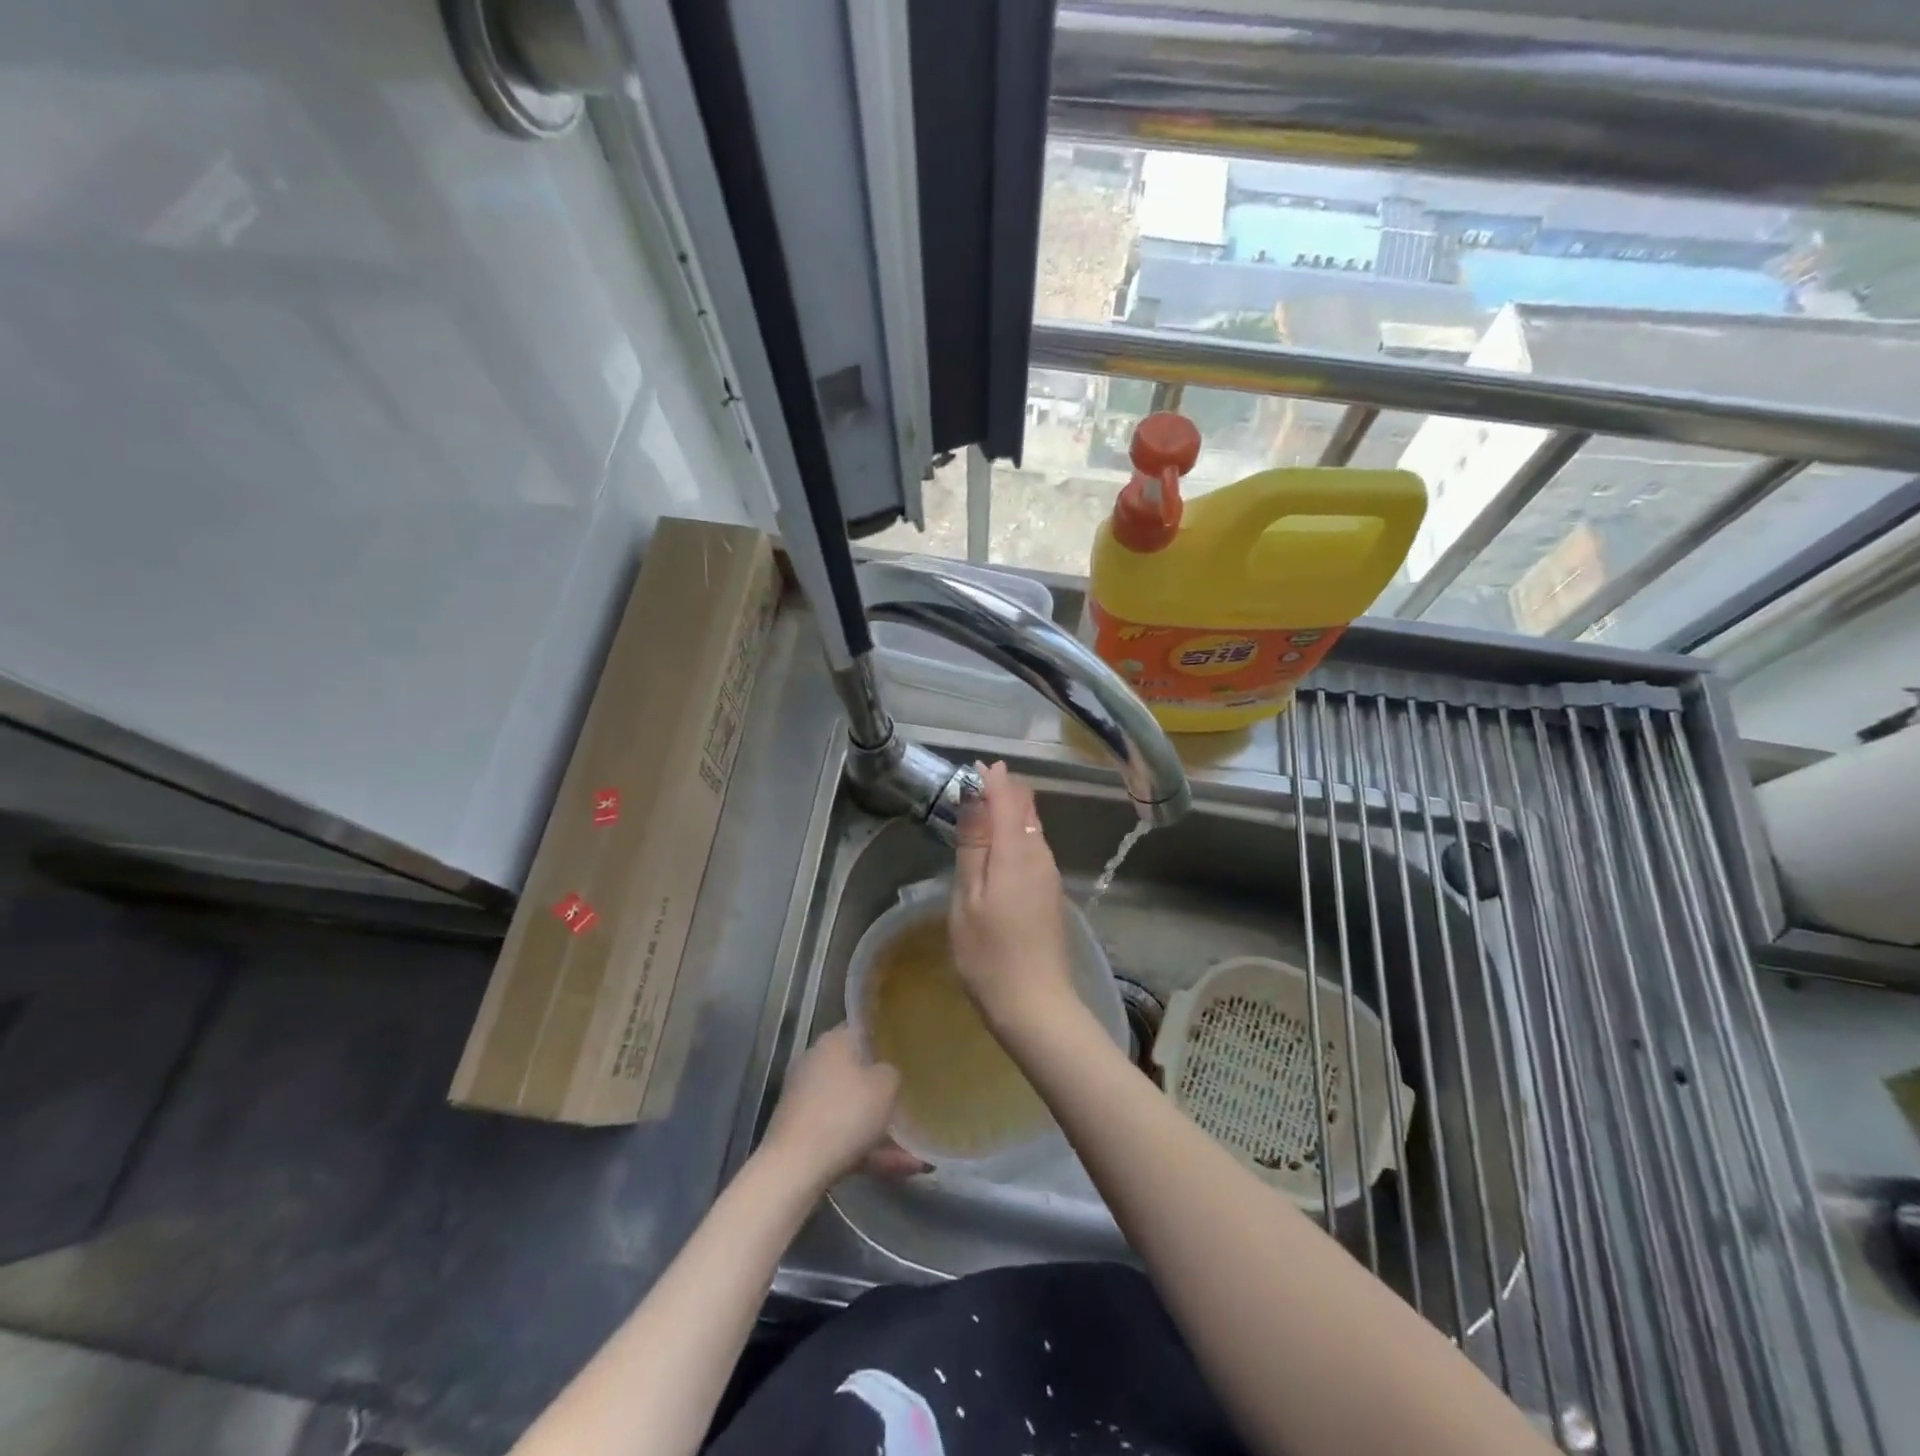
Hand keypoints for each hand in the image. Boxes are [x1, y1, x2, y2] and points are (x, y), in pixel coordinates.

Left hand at [761, 1026, 923, 1191]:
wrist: (794, 1168)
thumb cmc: (845, 1114)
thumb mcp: (886, 1086)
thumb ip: (892, 1073)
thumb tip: (886, 1073)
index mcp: (834, 1041)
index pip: (862, 1028)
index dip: (885, 1037)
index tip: (906, 1051)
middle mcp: (815, 1063)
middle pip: (856, 1070)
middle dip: (883, 1090)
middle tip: (909, 1099)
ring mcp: (805, 1099)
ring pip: (851, 1109)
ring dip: (880, 1128)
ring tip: (914, 1151)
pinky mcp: (801, 1132)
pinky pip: (842, 1135)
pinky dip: (867, 1150)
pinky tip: (899, 1168)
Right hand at [950, 762, 1078, 1030]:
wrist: (1036, 1006)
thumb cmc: (989, 954)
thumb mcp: (968, 898)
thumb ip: (973, 846)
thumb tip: (975, 796)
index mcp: (1017, 852)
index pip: (1008, 799)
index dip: (993, 779)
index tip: (975, 766)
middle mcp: (1040, 856)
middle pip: (1025, 810)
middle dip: (1003, 791)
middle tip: (975, 786)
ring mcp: (1050, 876)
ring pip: (1031, 829)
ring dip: (1010, 813)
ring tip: (981, 811)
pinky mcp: (1051, 894)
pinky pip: (1034, 849)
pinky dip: (1015, 836)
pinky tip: (999, 849)